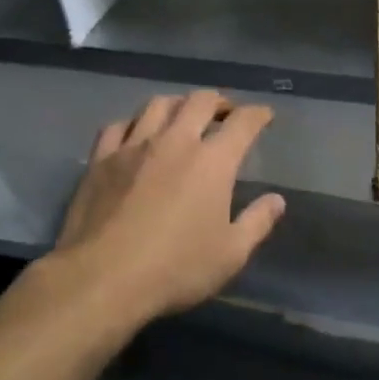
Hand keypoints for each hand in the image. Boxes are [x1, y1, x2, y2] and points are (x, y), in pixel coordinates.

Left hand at [50, 91, 285, 322]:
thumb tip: (277, 200)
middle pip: (200, 101)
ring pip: (158, 104)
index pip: (243, 122)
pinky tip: (136, 134)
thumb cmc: (175, 268)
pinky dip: (133, 123)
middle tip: (225, 113)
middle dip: (219, 101)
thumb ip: (257, 222)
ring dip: (178, 104)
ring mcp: (134, 146)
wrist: (102, 279)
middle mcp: (176, 141)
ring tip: (182, 116)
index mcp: (213, 161)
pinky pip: (118, 125)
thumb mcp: (230, 254)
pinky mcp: (101, 159)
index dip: (258, 114)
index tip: (264, 115)